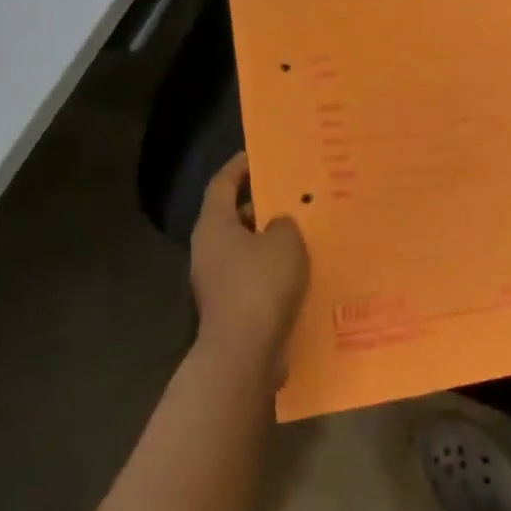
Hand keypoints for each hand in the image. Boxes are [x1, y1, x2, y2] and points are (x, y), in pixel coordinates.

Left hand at [190, 152, 308, 383]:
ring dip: (269, 240)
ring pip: (245, 249)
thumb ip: (283, 223)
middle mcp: (208, 250)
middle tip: (290, 195)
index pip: (222, 183)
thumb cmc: (260, 285)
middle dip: (261, 205)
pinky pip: (253, 277)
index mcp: (214, 225)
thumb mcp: (284, 242)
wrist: (243, 355)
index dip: (239, 166)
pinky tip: (300, 271)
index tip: (258, 155)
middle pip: (233, 216)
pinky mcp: (230, 308)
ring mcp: (216, 281)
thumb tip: (277, 225)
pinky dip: (273, 270)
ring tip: (302, 231)